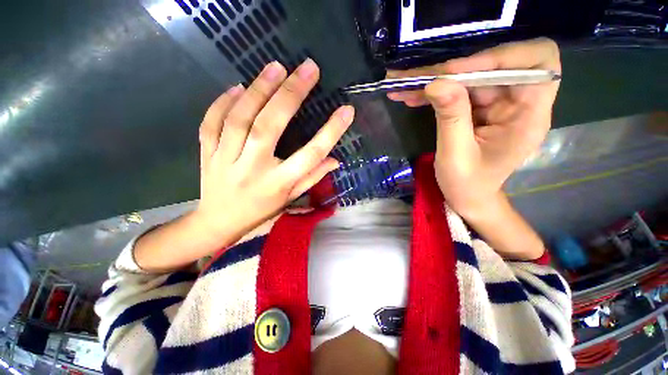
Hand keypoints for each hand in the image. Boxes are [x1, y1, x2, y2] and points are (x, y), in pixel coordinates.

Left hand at [194, 59, 353, 245]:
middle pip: (270, 127)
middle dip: (290, 95)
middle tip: (307, 69)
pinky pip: (211, 122)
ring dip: (259, 90)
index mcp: (279, 183)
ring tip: (276, 68)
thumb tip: (335, 159)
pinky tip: (238, 87)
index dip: (330, 132)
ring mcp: (225, 159)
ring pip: (240, 119)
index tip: (346, 110)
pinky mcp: (206, 153)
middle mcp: (253, 169)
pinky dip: (223, 102)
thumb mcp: (291, 198)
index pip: (310, 155)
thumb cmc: (261, 211)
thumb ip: (312, 177)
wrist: (218, 222)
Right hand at [386, 38, 560, 216]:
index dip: (499, 57)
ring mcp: (498, 103)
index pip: (536, 61)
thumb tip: (436, 82)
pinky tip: (410, 96)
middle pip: (493, 65)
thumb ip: (451, 118)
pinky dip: (433, 92)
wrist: (467, 196)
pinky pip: (458, 90)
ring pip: (469, 76)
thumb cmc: (467, 184)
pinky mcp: (480, 108)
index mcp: (529, 115)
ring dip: (435, 80)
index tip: (455, 71)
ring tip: (402, 86)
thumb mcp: (456, 155)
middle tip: (415, 77)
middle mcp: (519, 101)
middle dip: (451, 69)